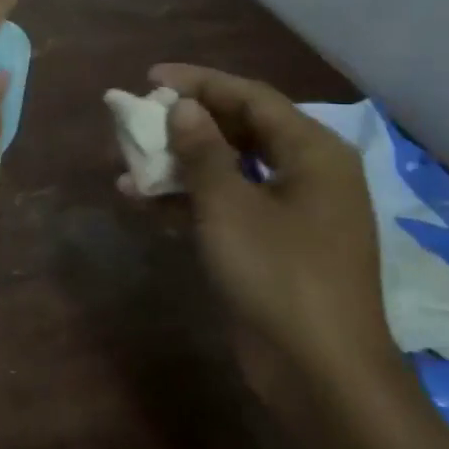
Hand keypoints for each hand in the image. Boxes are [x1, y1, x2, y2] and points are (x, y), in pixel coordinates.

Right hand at [149, 64, 395, 385]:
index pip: (251, 97)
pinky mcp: (273, 246)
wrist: (318, 371)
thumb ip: (202, 150)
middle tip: (138, 118)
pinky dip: (188, 198)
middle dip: (185, 122)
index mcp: (312, 153)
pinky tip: (144, 200)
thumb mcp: (229, 206)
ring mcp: (291, 213)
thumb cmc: (278, 274)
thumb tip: (181, 108)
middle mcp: (307, 174)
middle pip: (240, 130)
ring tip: (130, 161)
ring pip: (229, 168)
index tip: (150, 77)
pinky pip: (227, 204)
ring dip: (180, 163)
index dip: (199, 82)